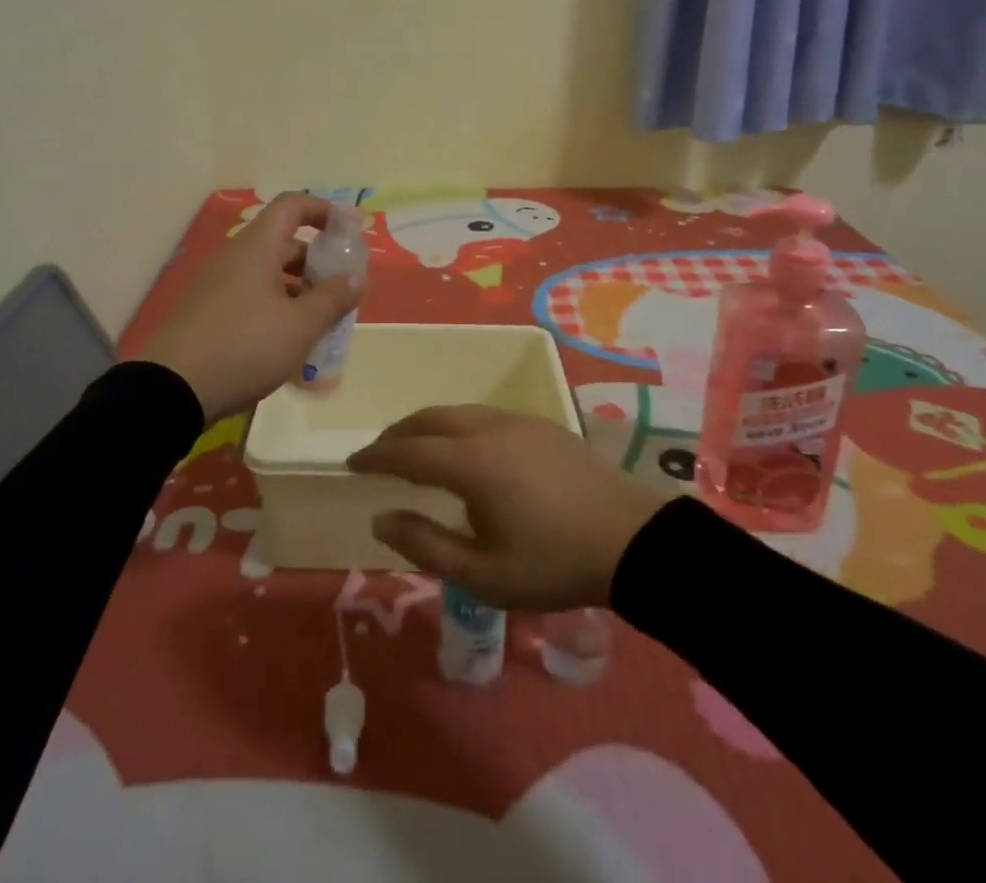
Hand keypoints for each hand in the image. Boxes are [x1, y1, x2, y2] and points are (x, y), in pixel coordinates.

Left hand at [140, 192, 361, 424]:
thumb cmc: (244, 347)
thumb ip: (332, 298)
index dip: (323, 210)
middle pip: (283, 242)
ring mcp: (216, 285)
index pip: (292, 205)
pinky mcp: (207, 313)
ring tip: (321, 321)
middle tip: (342, 289)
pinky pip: (250, 296)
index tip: (349, 231)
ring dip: (298, 289)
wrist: (170, 391)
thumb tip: (355, 277)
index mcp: (256, 248)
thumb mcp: (300, 326)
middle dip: (317, 261)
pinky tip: (288, 342)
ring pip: (267, 273)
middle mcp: (235, 258)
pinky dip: (276, 307)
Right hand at [347, 406, 669, 610]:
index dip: (377, 456)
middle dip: (399, 433)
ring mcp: (520, 421)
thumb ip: (425, 544)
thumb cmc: (554, 563)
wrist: (632, 539)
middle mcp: (490, 428)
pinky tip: (465, 449)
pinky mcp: (543, 425)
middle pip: (431, 418)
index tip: (352, 462)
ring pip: (460, 412)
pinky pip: (485, 415)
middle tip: (378, 453)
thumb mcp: (483, 573)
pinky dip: (458, 425)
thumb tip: (381, 517)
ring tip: (416, 449)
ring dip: (429, 426)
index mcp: (472, 462)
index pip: (409, 450)